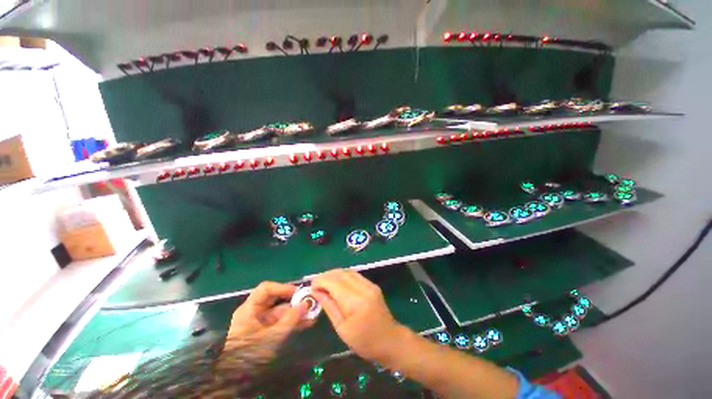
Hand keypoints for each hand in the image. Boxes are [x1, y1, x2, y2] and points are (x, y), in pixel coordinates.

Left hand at [224, 281, 310, 360]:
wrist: (235, 379)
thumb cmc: (249, 354)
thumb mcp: (271, 336)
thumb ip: (290, 319)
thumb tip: (307, 304)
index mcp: (250, 309)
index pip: (266, 289)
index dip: (282, 288)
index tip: (298, 292)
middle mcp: (255, 313)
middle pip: (276, 300)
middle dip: (294, 301)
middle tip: (309, 302)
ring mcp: (261, 323)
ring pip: (281, 312)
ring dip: (296, 313)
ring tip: (313, 314)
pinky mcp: (266, 333)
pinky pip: (281, 323)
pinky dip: (293, 322)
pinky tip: (307, 323)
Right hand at [311, 269, 407, 361]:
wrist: (390, 340)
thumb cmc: (364, 341)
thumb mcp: (342, 329)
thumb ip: (329, 306)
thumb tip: (316, 292)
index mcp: (356, 302)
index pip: (334, 282)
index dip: (321, 281)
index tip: (311, 286)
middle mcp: (364, 288)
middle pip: (341, 274)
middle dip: (326, 275)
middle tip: (315, 283)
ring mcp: (370, 284)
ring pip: (348, 271)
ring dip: (334, 274)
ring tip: (324, 282)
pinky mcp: (372, 285)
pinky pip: (355, 275)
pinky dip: (343, 275)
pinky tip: (337, 282)